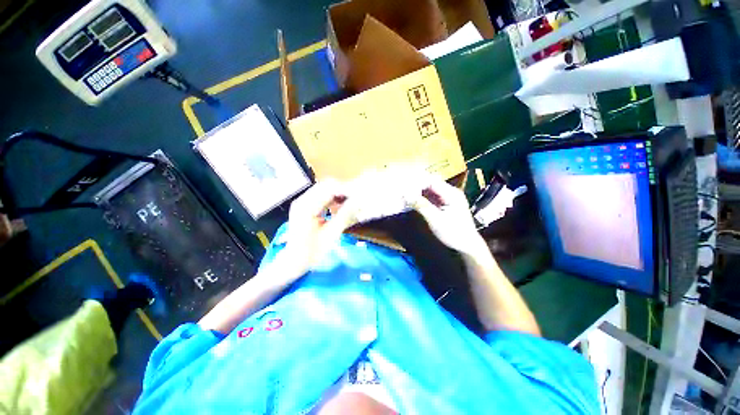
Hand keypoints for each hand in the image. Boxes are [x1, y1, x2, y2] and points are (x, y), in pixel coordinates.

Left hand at [278, 179, 357, 278]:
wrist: (294, 262)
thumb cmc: (312, 252)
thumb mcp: (331, 235)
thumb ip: (345, 216)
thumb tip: (359, 201)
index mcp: (306, 207)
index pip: (330, 188)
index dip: (347, 190)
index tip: (360, 196)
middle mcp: (302, 200)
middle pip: (326, 185)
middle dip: (343, 191)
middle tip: (356, 201)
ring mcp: (302, 202)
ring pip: (325, 189)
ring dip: (339, 195)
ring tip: (350, 205)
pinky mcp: (305, 205)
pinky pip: (321, 196)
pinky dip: (333, 200)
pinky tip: (339, 209)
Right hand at [411, 179, 487, 258]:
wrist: (467, 245)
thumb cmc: (454, 233)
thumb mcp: (435, 220)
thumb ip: (421, 206)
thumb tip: (406, 195)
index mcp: (451, 193)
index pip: (431, 181)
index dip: (417, 182)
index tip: (404, 185)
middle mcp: (451, 192)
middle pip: (431, 184)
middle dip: (416, 186)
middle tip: (402, 189)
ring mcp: (448, 198)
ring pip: (430, 190)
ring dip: (418, 192)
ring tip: (405, 194)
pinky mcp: (446, 204)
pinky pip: (432, 197)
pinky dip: (423, 198)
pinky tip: (414, 200)